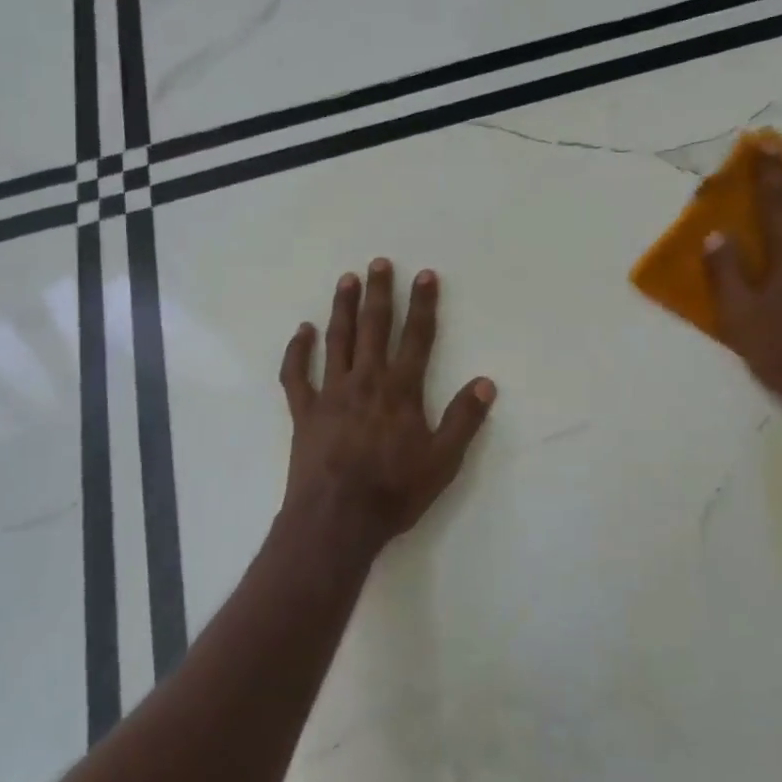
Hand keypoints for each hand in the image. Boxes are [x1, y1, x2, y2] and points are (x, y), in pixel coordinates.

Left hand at [277, 259, 495, 561]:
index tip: (424, 275)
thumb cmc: (394, 492)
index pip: (417, 337)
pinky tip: (302, 331)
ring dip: (343, 308)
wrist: (336, 519)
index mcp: (401, 390)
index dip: (423, 305)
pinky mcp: (304, 411)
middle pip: (375, 327)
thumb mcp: (443, 461)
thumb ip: (463, 420)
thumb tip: (485, 383)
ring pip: (338, 340)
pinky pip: (296, 374)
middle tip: (379, 262)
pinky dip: (297, 350)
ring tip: (347, 280)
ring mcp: (331, 393)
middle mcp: (366, 380)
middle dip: (380, 293)